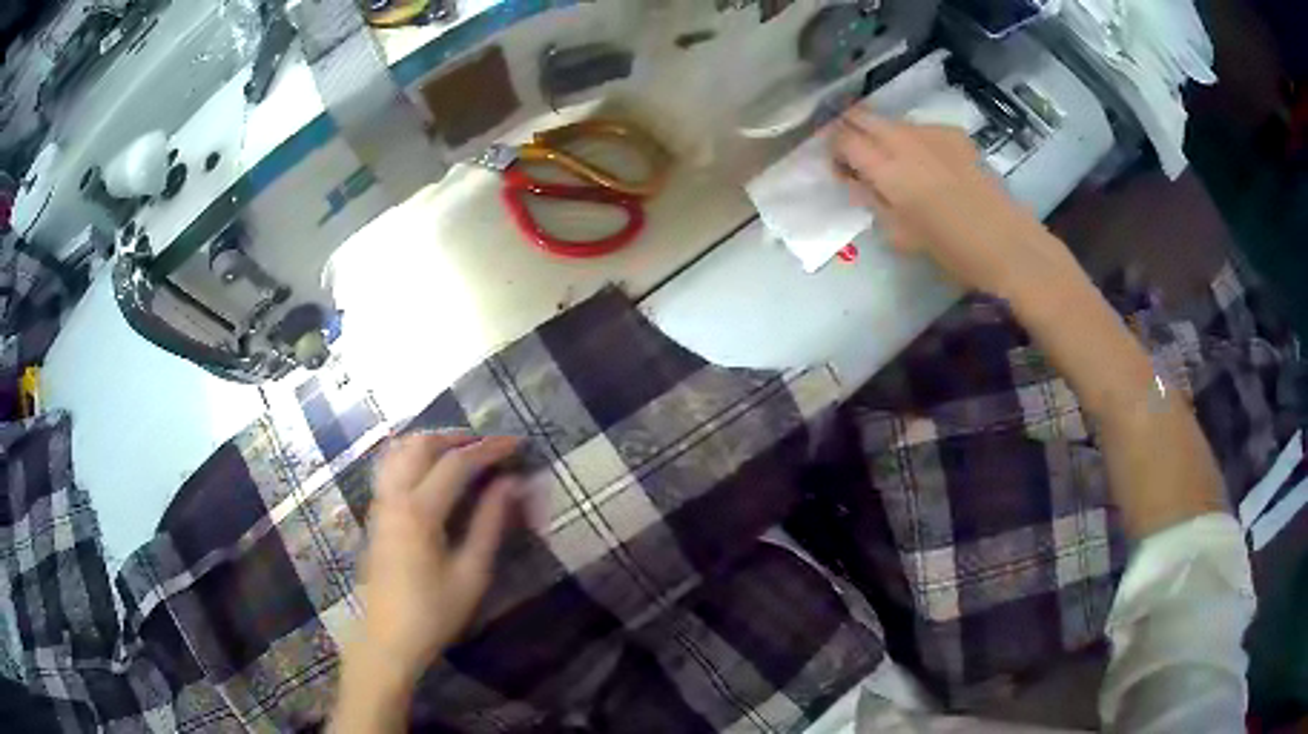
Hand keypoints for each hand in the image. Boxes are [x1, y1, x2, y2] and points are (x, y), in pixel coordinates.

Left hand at [350, 432, 519, 684]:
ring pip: (400, 450)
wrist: (388, 639)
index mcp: (419, 511)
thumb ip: (491, 523)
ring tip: (461, 453)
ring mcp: (380, 503)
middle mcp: (394, 497)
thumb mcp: (472, 573)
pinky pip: (390, 466)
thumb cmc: (434, 612)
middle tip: (487, 447)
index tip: (516, 444)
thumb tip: (511, 484)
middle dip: (456, 437)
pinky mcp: (376, 514)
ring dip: (432, 443)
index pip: (456, 463)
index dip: (489, 449)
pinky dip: (413, 456)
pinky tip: (432, 473)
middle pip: (421, 444)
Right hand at [831, 109, 1066, 297]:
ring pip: (892, 121)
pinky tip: (928, 164)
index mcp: (888, 170)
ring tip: (895, 163)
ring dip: (882, 135)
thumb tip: (853, 180)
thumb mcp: (900, 236)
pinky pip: (920, 128)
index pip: (843, 140)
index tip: (838, 169)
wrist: (1007, 243)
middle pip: (862, 116)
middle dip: (850, 130)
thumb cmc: (952, 250)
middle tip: (855, 155)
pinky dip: (912, 140)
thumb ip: (871, 201)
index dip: (833, 150)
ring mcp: (931, 132)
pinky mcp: (953, 134)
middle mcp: (905, 141)